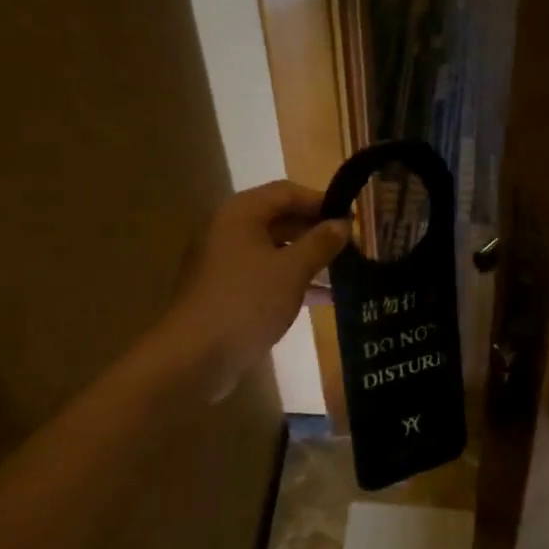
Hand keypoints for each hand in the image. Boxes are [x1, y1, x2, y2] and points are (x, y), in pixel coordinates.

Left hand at [155, 181, 348, 398]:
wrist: (195, 356)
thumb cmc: (247, 302)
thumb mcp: (292, 270)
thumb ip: (320, 243)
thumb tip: (343, 224)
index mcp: (240, 214)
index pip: (287, 192)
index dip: (321, 201)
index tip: (352, 219)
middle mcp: (228, 230)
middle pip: (279, 219)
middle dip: (316, 231)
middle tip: (352, 246)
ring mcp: (225, 262)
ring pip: (274, 249)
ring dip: (307, 258)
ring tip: (343, 271)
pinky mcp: (226, 290)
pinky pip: (264, 274)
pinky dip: (291, 280)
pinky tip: (322, 297)